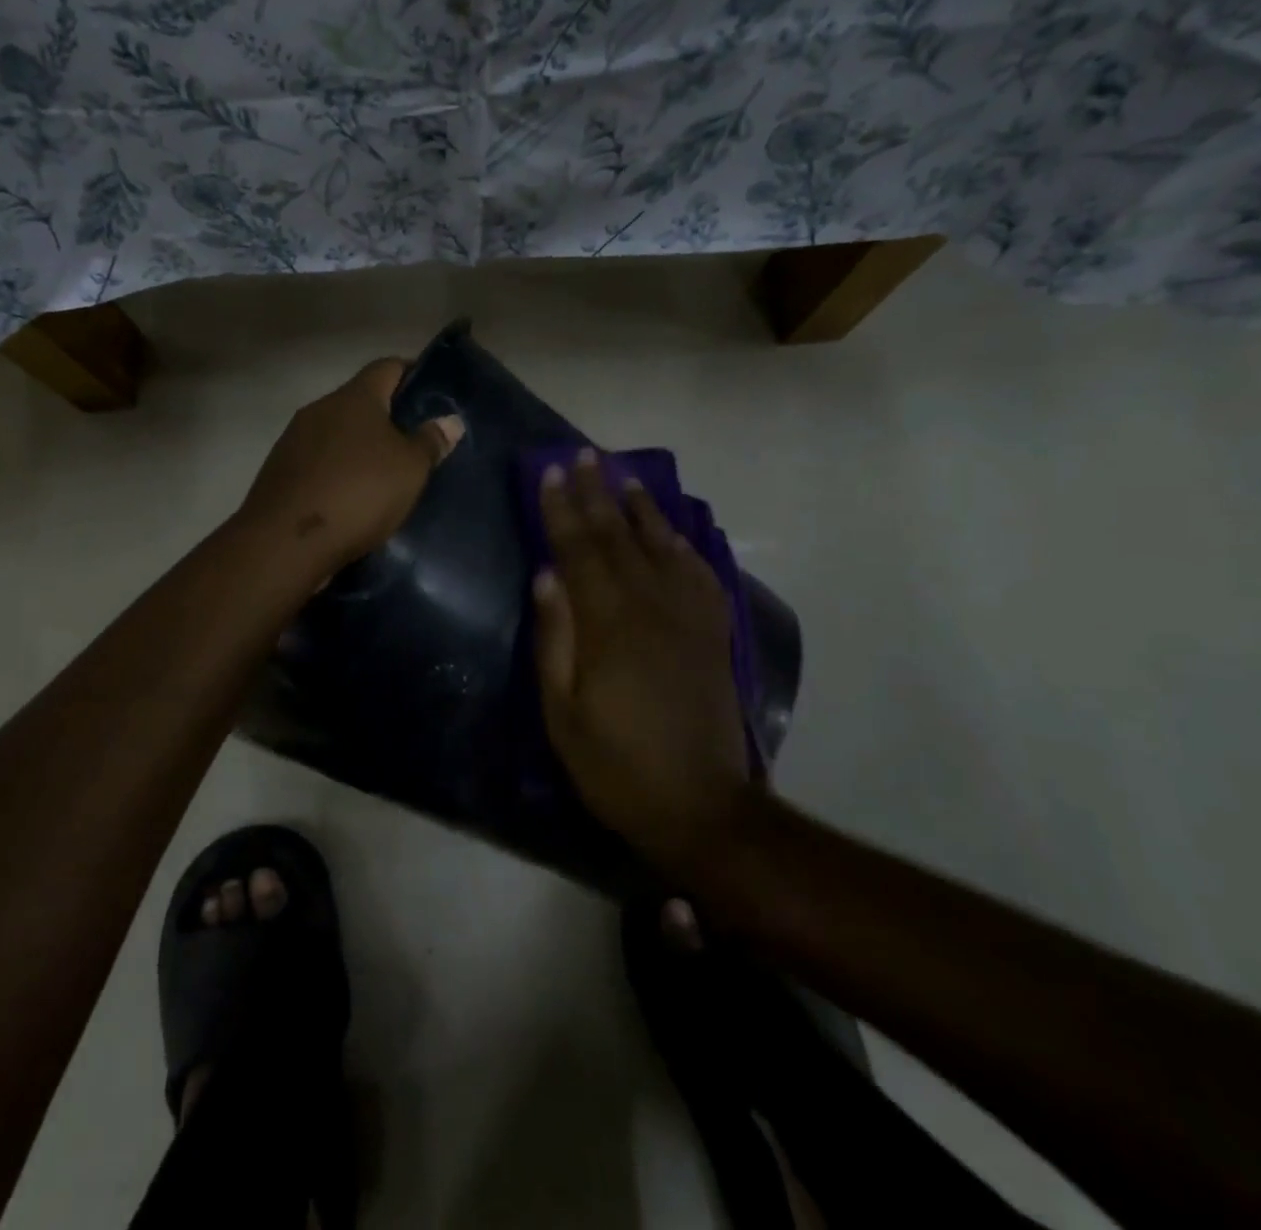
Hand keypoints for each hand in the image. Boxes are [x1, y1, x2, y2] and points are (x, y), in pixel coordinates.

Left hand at [240, 357, 463, 573]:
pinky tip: (353, 498)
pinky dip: (338, 473)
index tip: (433, 393)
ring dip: (360, 448)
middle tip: (416, 442)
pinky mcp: (280, 473)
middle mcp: (320, 409)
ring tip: (386, 474)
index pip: (387, 367)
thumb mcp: (409, 469)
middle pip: (360, 402)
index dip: (412, 374)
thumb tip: (449, 420)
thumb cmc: (358, 493)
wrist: (285, 542)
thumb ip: (430, 442)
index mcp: (354, 397)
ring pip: (337, 434)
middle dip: (387, 418)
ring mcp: (294, 441)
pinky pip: (319, 463)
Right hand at [532, 450, 749, 877]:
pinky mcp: (715, 632)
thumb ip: (554, 637)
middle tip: (583, 455)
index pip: (579, 549)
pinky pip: (700, 572)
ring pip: (662, 545)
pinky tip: (674, 529)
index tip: (549, 472)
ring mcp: (690, 616)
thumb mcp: (562, 711)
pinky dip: (684, 543)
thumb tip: (546, 575)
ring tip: (624, 475)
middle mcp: (653, 606)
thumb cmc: (615, 764)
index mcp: (610, 623)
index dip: (561, 509)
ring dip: (641, 507)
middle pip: (619, 536)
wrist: (701, 806)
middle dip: (596, 493)